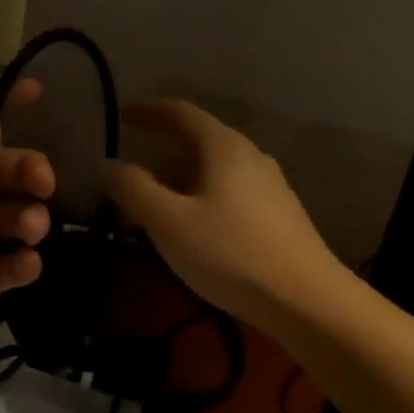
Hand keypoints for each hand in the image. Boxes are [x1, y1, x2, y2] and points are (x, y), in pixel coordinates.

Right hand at [101, 99, 348, 331]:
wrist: (307, 301)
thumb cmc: (230, 252)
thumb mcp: (168, 221)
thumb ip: (133, 187)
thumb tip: (106, 163)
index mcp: (223, 147)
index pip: (180, 112)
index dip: (148, 111)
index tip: (122, 116)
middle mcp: (249, 156)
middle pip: (196, 144)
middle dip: (158, 161)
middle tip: (127, 185)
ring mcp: (269, 186)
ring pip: (211, 173)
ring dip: (177, 186)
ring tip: (151, 215)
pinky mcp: (278, 216)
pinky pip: (227, 194)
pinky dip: (198, 202)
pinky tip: (189, 233)